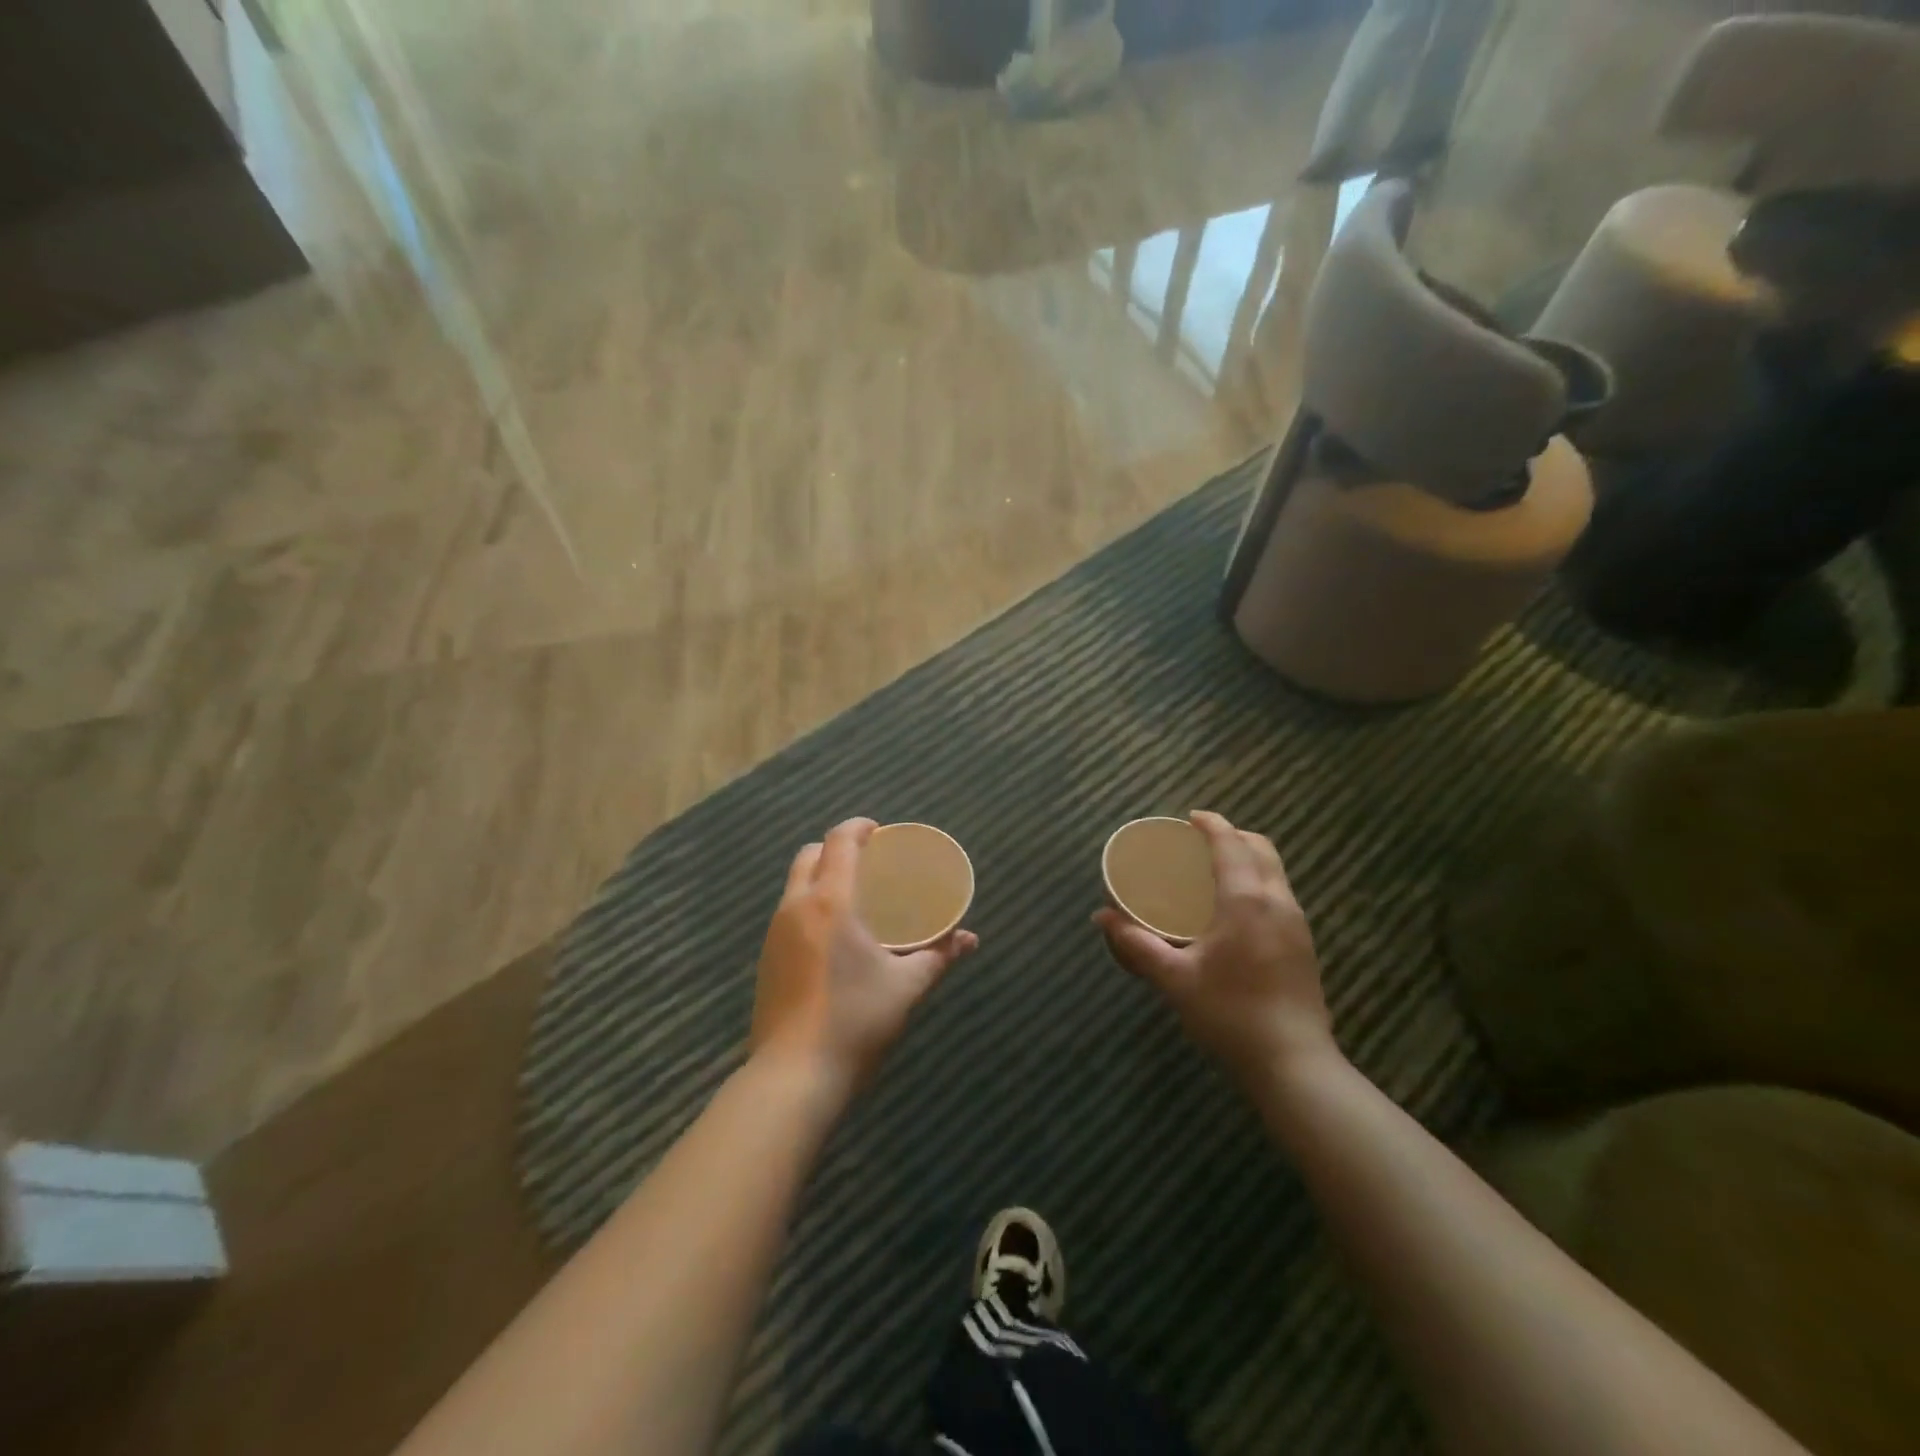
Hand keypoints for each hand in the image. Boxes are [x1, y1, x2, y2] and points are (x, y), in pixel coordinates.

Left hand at [751, 817, 977, 1095]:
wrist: (792, 1078)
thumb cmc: (855, 1022)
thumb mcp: (906, 987)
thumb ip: (939, 956)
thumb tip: (970, 940)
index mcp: (830, 902)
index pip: (838, 841)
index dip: (859, 826)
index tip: (880, 831)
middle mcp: (796, 907)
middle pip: (809, 854)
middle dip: (837, 847)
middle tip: (869, 862)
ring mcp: (774, 933)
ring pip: (795, 884)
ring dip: (821, 876)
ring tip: (854, 897)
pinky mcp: (766, 959)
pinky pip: (788, 913)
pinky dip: (810, 905)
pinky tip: (833, 936)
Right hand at [1096, 811, 1336, 1083]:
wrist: (1294, 1066)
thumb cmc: (1229, 1015)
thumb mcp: (1174, 979)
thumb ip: (1136, 945)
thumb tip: (1102, 917)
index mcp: (1246, 900)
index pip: (1230, 844)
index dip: (1211, 825)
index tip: (1190, 819)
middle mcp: (1278, 902)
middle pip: (1261, 849)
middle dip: (1233, 836)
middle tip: (1200, 843)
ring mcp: (1298, 924)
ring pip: (1276, 872)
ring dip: (1248, 858)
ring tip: (1215, 872)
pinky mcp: (1305, 946)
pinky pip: (1281, 895)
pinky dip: (1258, 882)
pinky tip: (1236, 911)